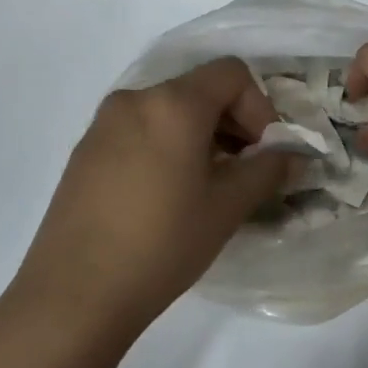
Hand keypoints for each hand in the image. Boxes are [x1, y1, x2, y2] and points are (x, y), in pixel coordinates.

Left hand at [10, 58, 291, 331]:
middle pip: (199, 89)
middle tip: (245, 170)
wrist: (75, 294)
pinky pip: (140, 130)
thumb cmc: (162, 244)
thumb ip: (267, 171)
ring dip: (200, 135)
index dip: (260, 106)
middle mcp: (135, 100)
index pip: (231, 73)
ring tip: (208, 185)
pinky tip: (167, 194)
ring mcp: (103, 124)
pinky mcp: (85, 151)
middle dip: (232, 122)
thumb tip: (293, 156)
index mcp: (173, 104)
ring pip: (168, 110)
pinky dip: (167, 145)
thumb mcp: (227, 207)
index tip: (264, 152)